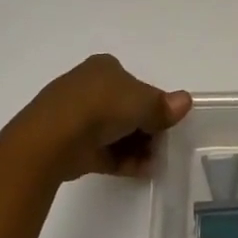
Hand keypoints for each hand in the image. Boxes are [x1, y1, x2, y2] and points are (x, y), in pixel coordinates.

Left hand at [11, 55, 192, 181]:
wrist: (52, 140)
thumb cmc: (101, 107)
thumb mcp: (143, 103)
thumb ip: (164, 106)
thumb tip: (186, 101)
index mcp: (104, 68)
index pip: (136, 86)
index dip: (154, 105)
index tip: (167, 125)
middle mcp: (89, 87)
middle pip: (127, 110)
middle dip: (147, 130)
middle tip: (162, 147)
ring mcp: (76, 116)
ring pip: (115, 132)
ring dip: (137, 148)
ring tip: (152, 164)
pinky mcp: (70, 143)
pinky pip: (103, 150)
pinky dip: (121, 159)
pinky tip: (139, 170)